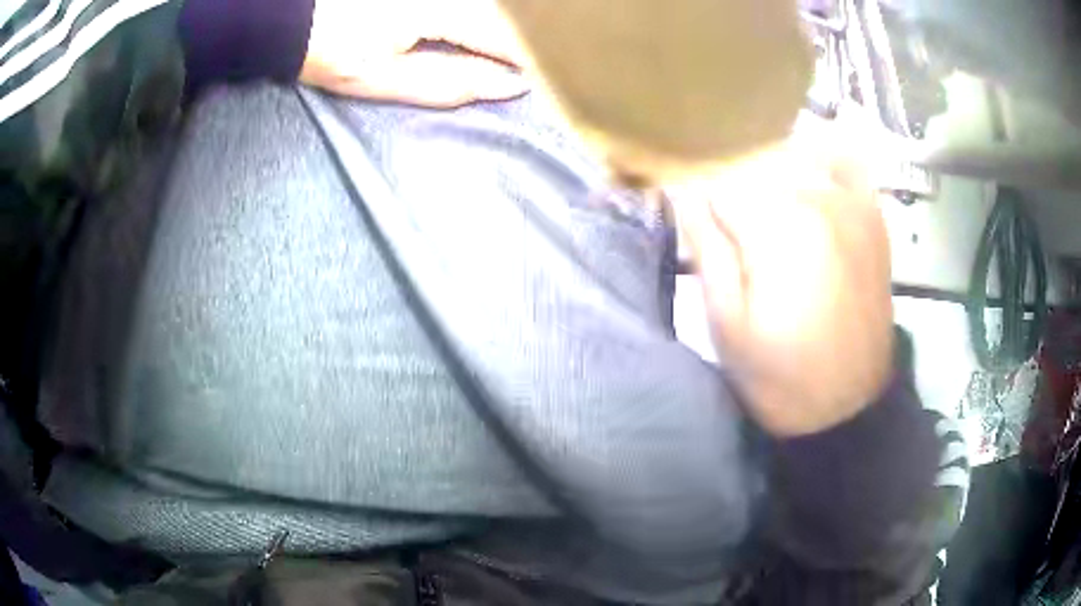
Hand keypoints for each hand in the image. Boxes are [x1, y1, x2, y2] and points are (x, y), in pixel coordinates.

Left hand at [300, 0, 528, 107]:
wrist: (293, 18)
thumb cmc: (332, 52)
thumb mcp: (387, 79)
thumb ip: (453, 83)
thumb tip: (511, 86)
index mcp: (440, 9)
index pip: (505, 37)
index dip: (528, 62)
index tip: (541, 86)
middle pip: (502, 16)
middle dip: (517, 45)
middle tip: (525, 73)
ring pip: (488, 7)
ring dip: (499, 31)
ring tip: (506, 56)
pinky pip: (470, 3)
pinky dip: (479, 19)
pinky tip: (476, 38)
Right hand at [671, 112, 894, 436]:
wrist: (848, 408)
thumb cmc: (780, 376)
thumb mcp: (726, 323)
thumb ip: (705, 247)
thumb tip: (680, 189)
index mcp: (776, 224)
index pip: (716, 180)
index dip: (696, 198)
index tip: (689, 216)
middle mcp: (816, 197)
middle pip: (754, 162)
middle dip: (731, 187)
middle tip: (726, 226)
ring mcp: (851, 202)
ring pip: (794, 157)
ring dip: (770, 173)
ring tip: (762, 209)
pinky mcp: (872, 217)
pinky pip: (847, 164)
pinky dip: (825, 157)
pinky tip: (810, 171)